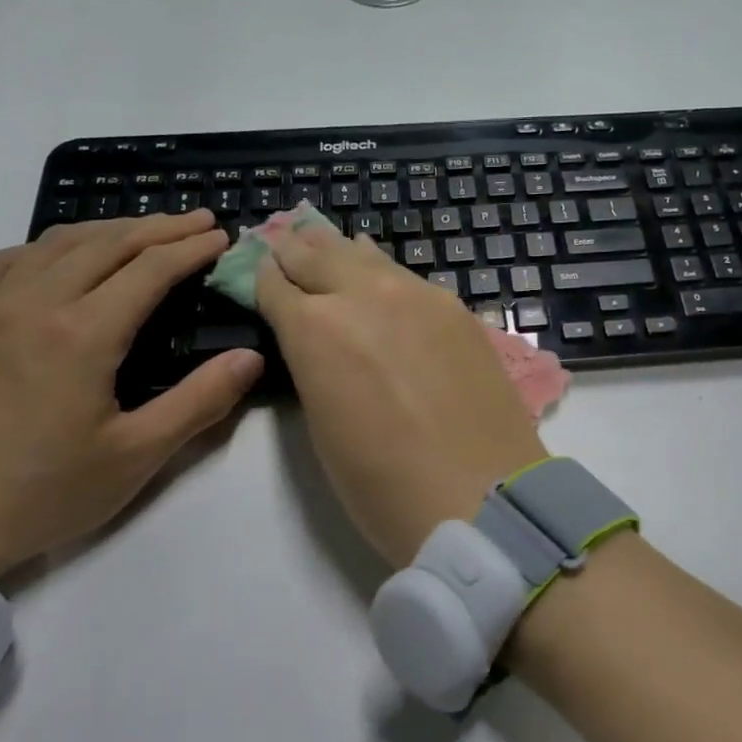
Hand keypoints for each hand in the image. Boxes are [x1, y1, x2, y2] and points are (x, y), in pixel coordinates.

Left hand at [0, 212, 261, 580]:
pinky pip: (9, 260)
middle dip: (159, 227)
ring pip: (56, 242)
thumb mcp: (136, 455)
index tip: (222, 236)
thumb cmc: (42, 493)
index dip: (191, 248)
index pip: (150, 269)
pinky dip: (50, 246)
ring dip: (108, 229)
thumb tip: (250, 358)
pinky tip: (62, 259)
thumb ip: (199, 401)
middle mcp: (35, 303)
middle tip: (199, 220)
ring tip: (144, 232)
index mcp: (83, 334)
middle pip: (107, 243)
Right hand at [255, 226, 546, 567]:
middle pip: (317, 255)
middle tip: (285, 246)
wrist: (481, 495)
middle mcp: (362, 294)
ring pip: (365, 256)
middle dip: (295, 252)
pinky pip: (407, 276)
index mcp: (313, 328)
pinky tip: (382, 273)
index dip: (262, 278)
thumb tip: (316, 338)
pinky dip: (384, 271)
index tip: (260, 274)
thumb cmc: (383, 483)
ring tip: (328, 248)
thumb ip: (312, 366)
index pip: (275, 284)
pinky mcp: (456, 307)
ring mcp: (416, 294)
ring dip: (340, 253)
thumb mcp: (322, 425)